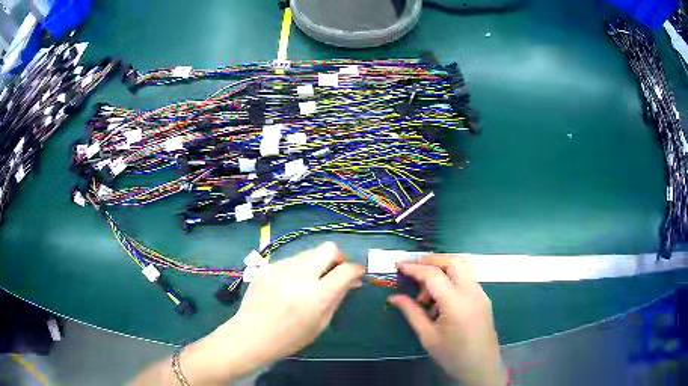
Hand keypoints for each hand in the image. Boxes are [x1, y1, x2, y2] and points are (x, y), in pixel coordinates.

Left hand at [173, 242, 363, 383]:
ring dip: (318, 262)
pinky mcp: (268, 266)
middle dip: (338, 257)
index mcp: (316, 296)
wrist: (250, 335)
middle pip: (328, 248)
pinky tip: (292, 284)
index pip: (346, 269)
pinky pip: (292, 259)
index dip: (356, 269)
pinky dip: (300, 267)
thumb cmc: (289, 338)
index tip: (357, 274)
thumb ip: (337, 298)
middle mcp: (299, 275)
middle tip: (337, 272)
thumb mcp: (320, 324)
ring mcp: (281, 268)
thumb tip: (352, 280)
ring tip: (313, 280)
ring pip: (310, 252)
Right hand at [388, 256, 507, 385]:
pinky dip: (451, 280)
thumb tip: (394, 297)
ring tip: (425, 295)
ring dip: (442, 270)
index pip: (433, 275)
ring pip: (462, 268)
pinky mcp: (483, 298)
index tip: (398, 265)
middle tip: (413, 269)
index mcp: (456, 303)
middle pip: (452, 262)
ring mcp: (481, 294)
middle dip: (431, 260)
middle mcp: (472, 292)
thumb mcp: (428, 337)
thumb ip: (411, 313)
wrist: (481, 367)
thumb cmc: (452, 356)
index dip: (414, 268)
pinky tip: (440, 301)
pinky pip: (466, 280)